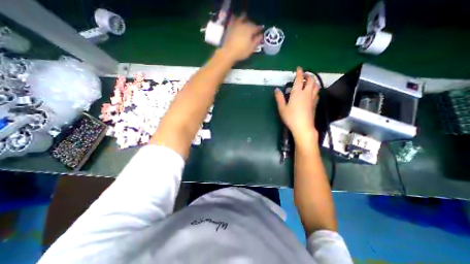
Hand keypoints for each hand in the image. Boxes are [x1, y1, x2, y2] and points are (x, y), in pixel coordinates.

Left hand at [220, 15, 263, 61]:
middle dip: (252, 26)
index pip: (257, 27)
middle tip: (253, 30)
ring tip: (246, 26)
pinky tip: (238, 24)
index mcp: (250, 29)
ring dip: (245, 21)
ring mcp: (236, 25)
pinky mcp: (230, 27)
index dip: (259, 29)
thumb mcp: (251, 48)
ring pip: (242, 19)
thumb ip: (257, 40)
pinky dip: (237, 21)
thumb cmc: (242, 51)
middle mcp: (243, 24)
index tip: (261, 31)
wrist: (228, 52)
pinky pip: (234, 21)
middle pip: (250, 23)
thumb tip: (261, 35)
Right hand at [274, 67, 320, 142]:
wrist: (303, 127)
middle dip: (308, 75)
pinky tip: (311, 93)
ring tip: (308, 83)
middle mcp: (306, 93)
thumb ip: (279, 98)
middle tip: (304, 75)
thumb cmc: (291, 117)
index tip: (299, 68)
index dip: (299, 72)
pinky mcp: (315, 104)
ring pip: (316, 86)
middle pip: (311, 80)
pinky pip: (317, 93)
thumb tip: (276, 90)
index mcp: (297, 93)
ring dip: (313, 81)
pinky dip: (314, 90)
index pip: (300, 79)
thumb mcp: (282, 108)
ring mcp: (312, 98)